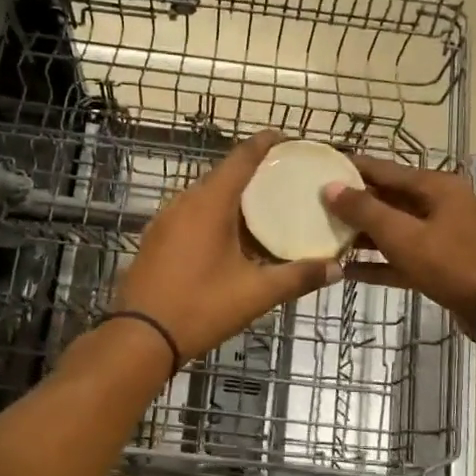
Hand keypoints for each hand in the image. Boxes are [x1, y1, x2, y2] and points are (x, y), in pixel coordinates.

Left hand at [113, 131, 342, 360]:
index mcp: (209, 204)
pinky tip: (232, 237)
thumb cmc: (200, 307)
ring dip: (233, 198)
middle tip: (286, 179)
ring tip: (265, 208)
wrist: (139, 337)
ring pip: (205, 197)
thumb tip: (336, 269)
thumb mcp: (255, 294)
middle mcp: (184, 202)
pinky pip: (191, 215)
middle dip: (254, 173)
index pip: (241, 158)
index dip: (265, 144)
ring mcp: (165, 220)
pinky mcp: (156, 239)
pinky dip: (214, 216)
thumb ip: (297, 277)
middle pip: (223, 176)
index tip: (287, 138)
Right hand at [323, 157, 475, 336]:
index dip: (351, 168)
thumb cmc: (450, 262)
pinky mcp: (439, 266)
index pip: (384, 170)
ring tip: (324, 236)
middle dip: (353, 203)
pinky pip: (401, 259)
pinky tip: (346, 271)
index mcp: (435, 187)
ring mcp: (441, 237)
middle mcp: (439, 206)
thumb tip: (330, 187)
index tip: (321, 166)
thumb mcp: (403, 235)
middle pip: (388, 199)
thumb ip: (364, 210)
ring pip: (393, 230)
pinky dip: (378, 263)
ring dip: (362, 235)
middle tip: (315, 204)